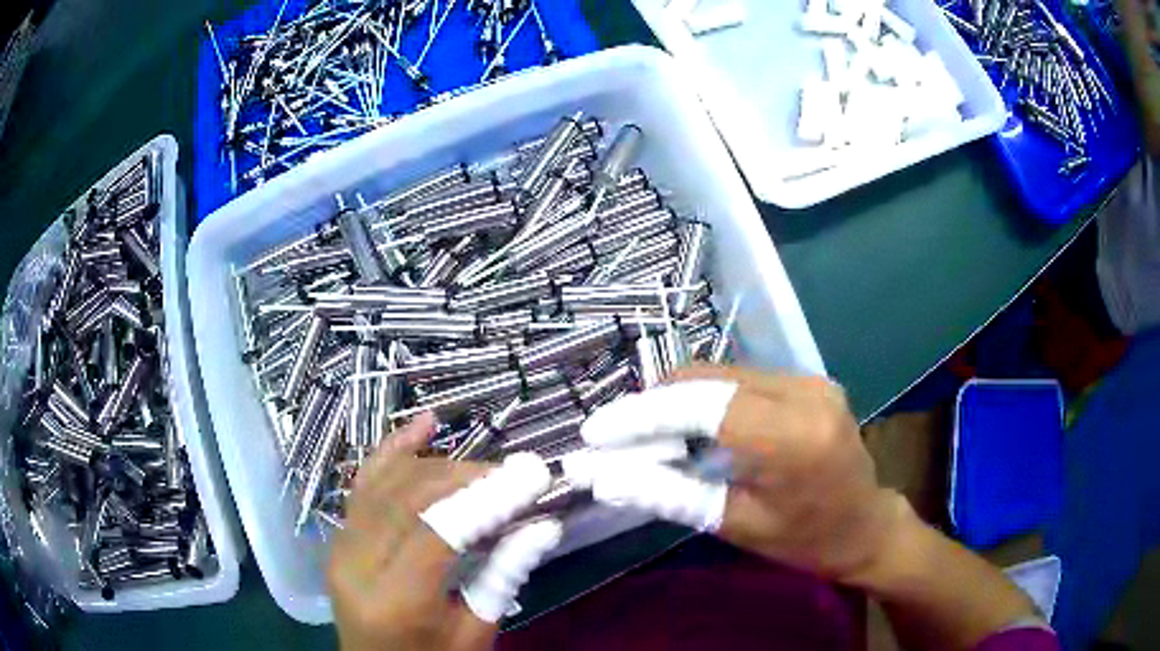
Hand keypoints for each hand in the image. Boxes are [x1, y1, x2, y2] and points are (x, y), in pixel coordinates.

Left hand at [329, 414, 561, 650]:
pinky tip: (424, 424)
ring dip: (440, 466)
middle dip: (468, 477)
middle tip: (516, 475)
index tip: (533, 474)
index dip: (487, 497)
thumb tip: (544, 523)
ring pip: (387, 482)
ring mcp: (339, 546)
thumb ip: (505, 574)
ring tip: (486, 470)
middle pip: (410, 498)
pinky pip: (363, 483)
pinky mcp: (338, 537)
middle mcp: (356, 564)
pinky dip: (394, 450)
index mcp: (395, 601)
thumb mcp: (477, 632)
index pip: (438, 532)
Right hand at [579, 365, 905, 583]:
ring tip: (643, 435)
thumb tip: (603, 477)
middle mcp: (805, 392)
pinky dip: (704, 399)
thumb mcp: (735, 524)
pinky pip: (741, 379)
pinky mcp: (808, 380)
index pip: (702, 406)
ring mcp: (810, 380)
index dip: (642, 415)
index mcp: (794, 437)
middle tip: (614, 438)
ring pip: (720, 373)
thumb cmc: (805, 540)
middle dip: (652, 405)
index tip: (595, 431)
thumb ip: (668, 493)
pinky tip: (687, 427)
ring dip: (675, 400)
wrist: (867, 526)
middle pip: (707, 379)